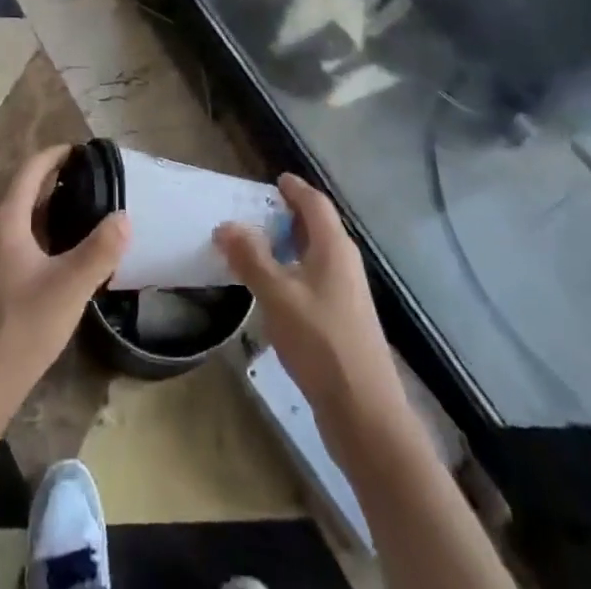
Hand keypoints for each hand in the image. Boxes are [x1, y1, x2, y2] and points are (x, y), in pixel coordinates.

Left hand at [0, 145, 129, 426]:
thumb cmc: (18, 331)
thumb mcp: (68, 289)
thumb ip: (100, 250)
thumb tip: (124, 215)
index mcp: (4, 220)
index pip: (30, 169)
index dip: (56, 155)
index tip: (85, 150)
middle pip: (23, 189)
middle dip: (56, 179)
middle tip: (94, 180)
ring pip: (20, 217)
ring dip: (48, 207)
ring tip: (85, 209)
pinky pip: (16, 239)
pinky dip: (41, 232)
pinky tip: (63, 252)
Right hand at [216, 174, 405, 447]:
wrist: (364, 411)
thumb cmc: (320, 341)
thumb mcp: (276, 294)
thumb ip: (250, 257)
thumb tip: (226, 224)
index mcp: (333, 247)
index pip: (315, 203)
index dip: (294, 188)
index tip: (274, 179)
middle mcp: (344, 263)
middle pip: (317, 226)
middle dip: (287, 216)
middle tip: (254, 212)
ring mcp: (346, 293)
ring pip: (315, 255)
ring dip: (288, 247)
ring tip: (255, 248)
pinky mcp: (343, 320)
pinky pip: (314, 279)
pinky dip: (293, 272)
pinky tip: (272, 291)